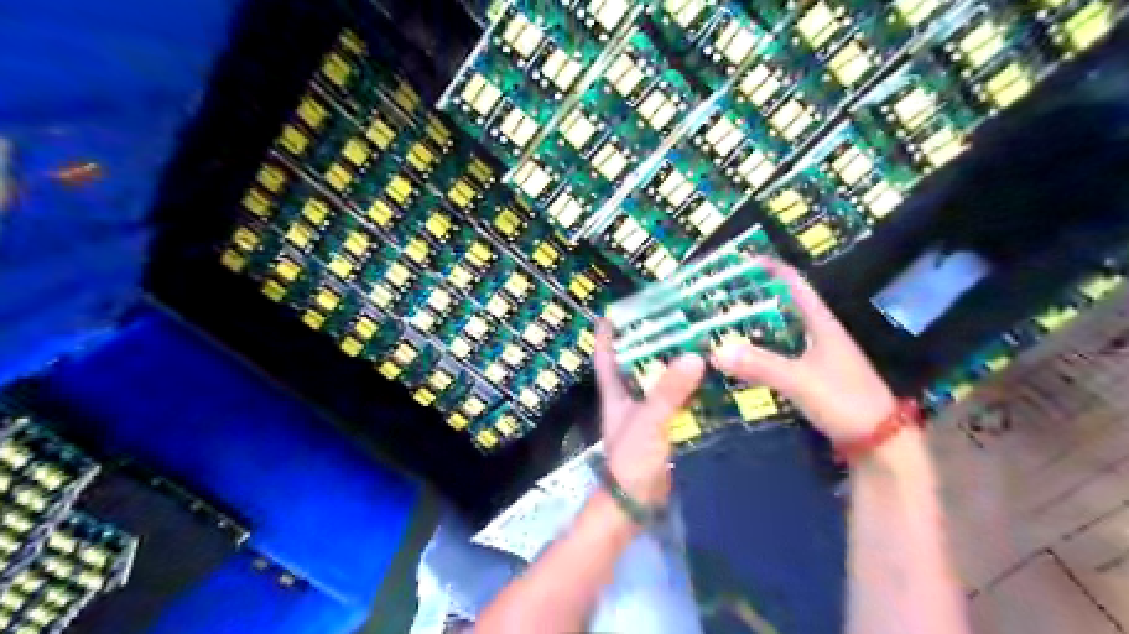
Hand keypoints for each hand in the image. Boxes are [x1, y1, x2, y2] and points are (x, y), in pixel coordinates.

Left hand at [591, 322, 701, 505]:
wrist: (638, 503)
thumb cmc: (632, 460)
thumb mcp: (648, 422)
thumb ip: (668, 392)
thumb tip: (693, 356)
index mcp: (615, 391)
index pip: (606, 353)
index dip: (610, 329)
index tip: (622, 306)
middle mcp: (630, 396)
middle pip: (637, 360)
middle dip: (652, 339)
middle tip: (676, 316)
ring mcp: (648, 411)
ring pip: (660, 378)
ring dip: (674, 362)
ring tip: (698, 338)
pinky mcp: (666, 425)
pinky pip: (678, 398)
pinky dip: (690, 387)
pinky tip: (710, 375)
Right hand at [709, 259, 896, 442]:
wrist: (879, 442)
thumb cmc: (845, 401)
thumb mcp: (801, 381)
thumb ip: (761, 365)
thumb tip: (716, 350)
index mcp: (821, 322)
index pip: (793, 283)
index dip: (770, 268)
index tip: (739, 262)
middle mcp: (818, 332)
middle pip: (782, 304)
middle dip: (752, 297)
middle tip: (718, 297)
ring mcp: (815, 354)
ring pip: (779, 330)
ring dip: (753, 324)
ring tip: (721, 323)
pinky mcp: (811, 375)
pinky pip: (778, 353)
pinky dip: (759, 350)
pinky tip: (740, 357)